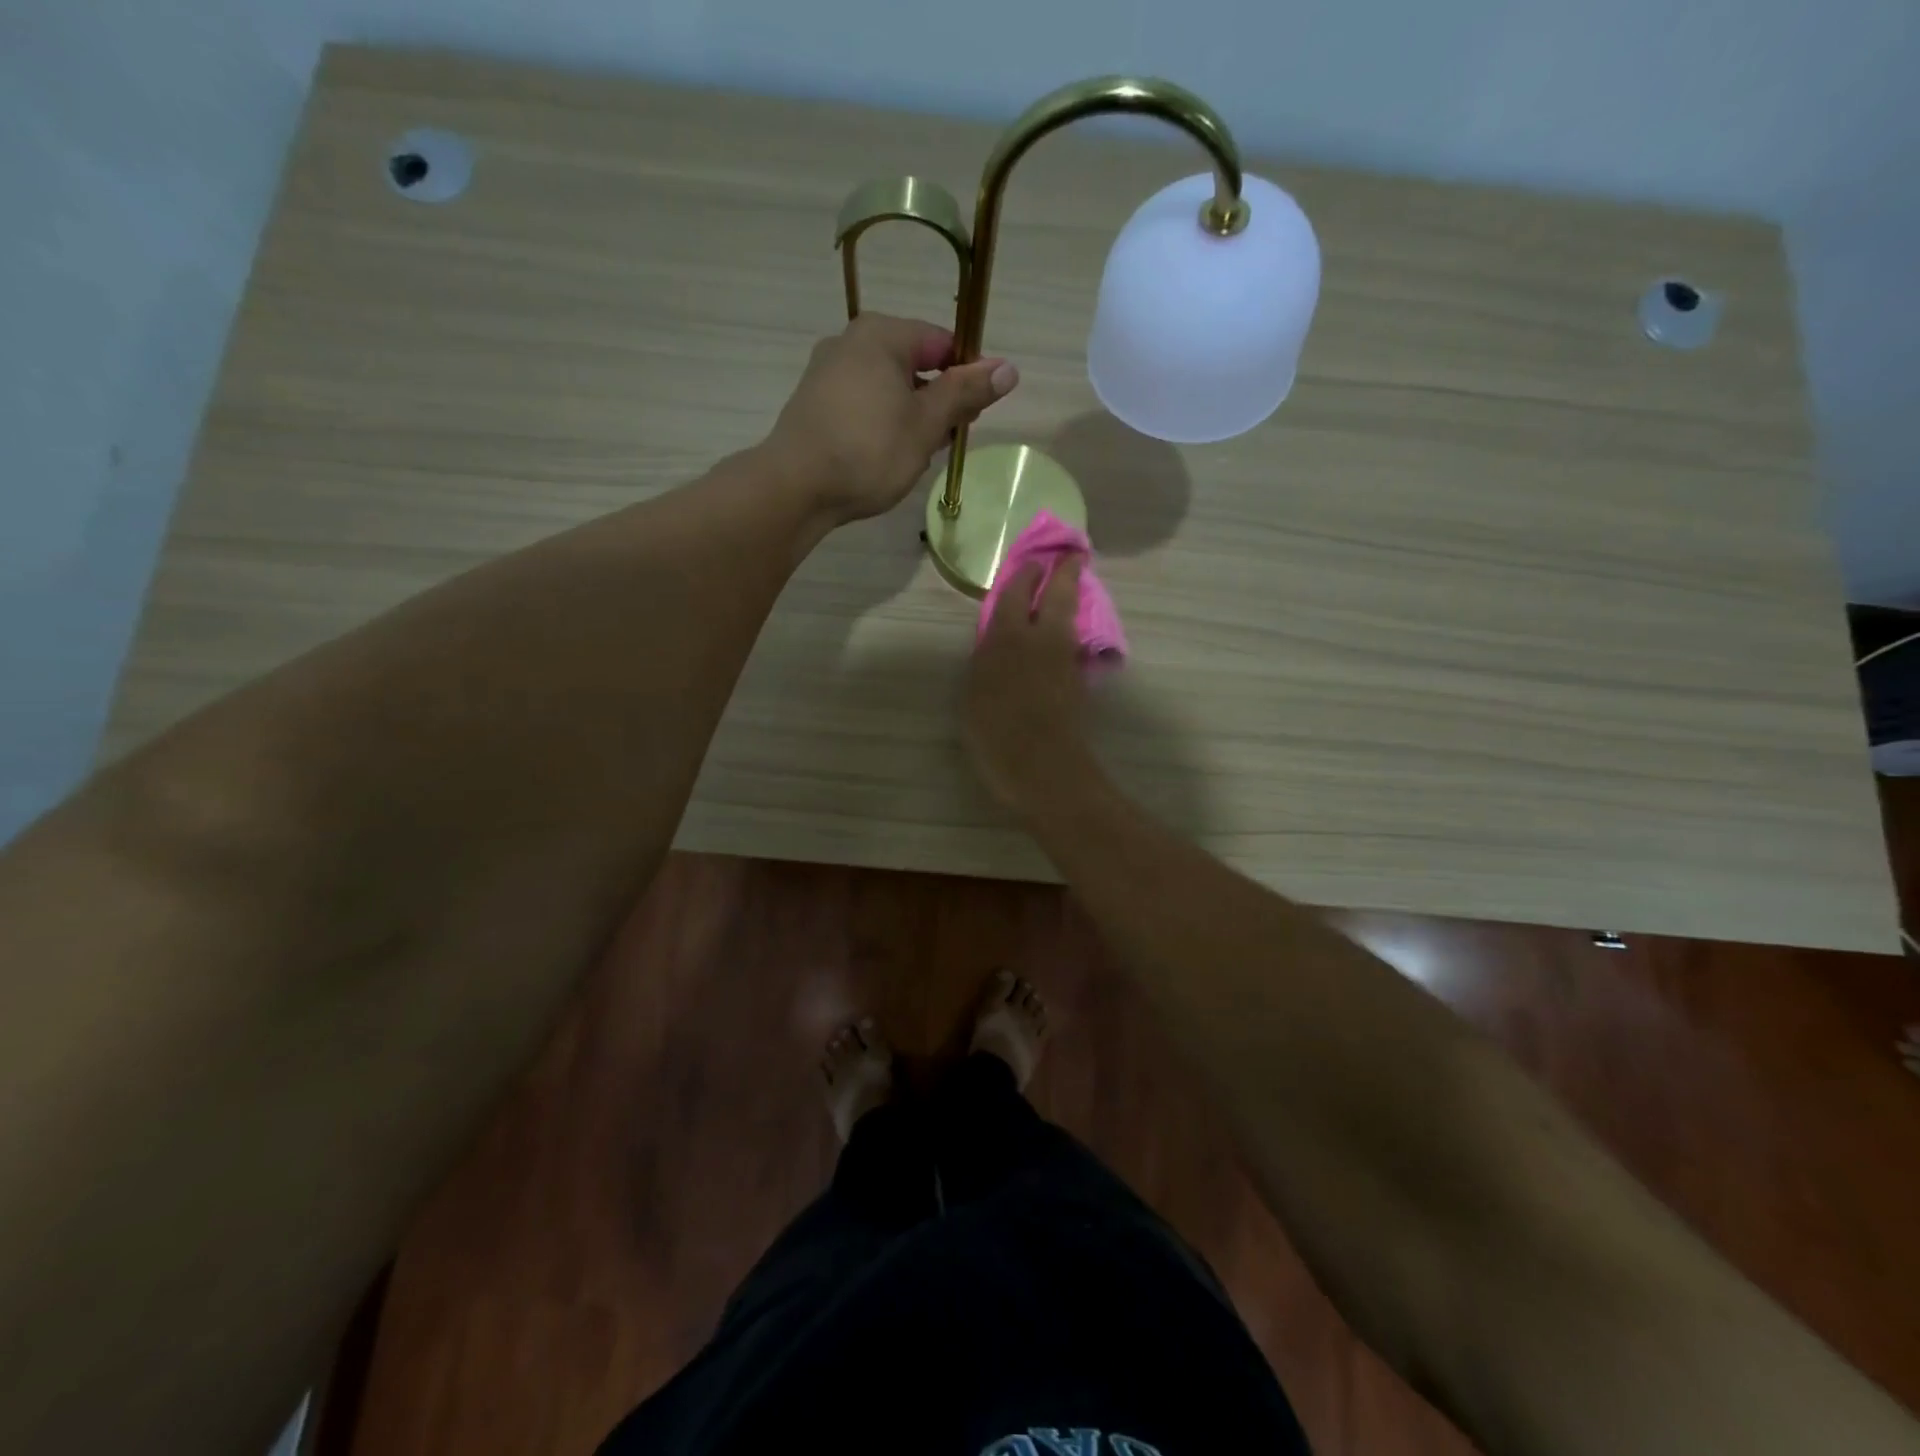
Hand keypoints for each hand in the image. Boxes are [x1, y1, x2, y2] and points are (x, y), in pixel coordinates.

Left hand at [765, 314, 1017, 524]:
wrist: (796, 487)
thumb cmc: (869, 450)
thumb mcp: (926, 423)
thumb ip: (966, 392)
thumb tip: (1008, 368)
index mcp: (881, 334)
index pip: (942, 342)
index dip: (968, 376)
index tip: (976, 414)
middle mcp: (851, 342)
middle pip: (915, 364)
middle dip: (938, 401)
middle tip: (948, 441)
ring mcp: (828, 373)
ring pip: (889, 388)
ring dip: (913, 418)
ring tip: (919, 456)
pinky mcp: (815, 404)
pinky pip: (864, 405)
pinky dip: (884, 425)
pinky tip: (887, 457)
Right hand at [964, 559, 1098, 817]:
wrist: (1041, 766)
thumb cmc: (995, 732)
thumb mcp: (974, 694)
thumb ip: (985, 661)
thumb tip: (995, 643)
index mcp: (1008, 637)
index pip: (1018, 593)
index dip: (1027, 573)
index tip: (1034, 560)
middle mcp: (1042, 639)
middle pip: (1059, 596)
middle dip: (1065, 573)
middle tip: (1073, 555)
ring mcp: (1065, 659)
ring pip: (1071, 618)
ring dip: (1072, 599)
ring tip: (1070, 589)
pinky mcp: (1079, 681)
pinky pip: (1074, 643)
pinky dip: (1071, 630)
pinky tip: (1065, 634)